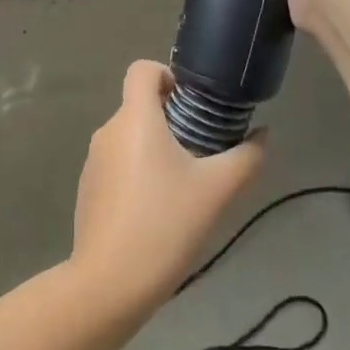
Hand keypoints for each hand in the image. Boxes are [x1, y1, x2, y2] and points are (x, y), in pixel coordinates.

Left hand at [71, 61, 263, 313]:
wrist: (111, 280)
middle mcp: (107, 131)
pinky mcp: (87, 188)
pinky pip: (118, 164)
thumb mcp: (218, 189)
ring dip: (157, 148)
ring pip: (129, 138)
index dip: (169, 74)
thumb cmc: (166, 223)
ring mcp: (93, 161)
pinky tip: (159, 209)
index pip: (142, 69)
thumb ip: (246, 156)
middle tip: (204, 150)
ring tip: (185, 184)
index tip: (194, 104)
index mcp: (135, 118)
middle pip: (140, 106)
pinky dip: (139, 172)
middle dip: (172, 119)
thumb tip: (262, 135)